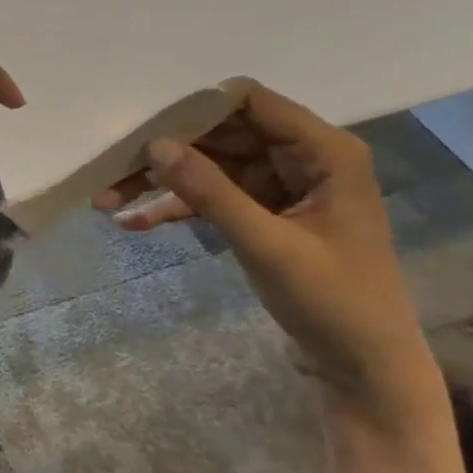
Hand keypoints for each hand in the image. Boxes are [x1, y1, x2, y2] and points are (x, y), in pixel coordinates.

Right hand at [95, 81, 438, 425]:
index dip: (196, 108)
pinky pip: (208, 194)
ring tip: (106, 195)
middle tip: (110, 164)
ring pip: (205, 163)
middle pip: (218, 131)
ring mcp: (277, 183)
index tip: (146, 127)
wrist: (367, 371)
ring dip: (159, 180)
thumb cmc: (336, 304)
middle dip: (164, 149)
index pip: (249, 101)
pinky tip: (130, 221)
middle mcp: (299, 157)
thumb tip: (155, 145)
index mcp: (323, 151)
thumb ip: (211, 192)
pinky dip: (173, 206)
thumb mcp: (268, 246)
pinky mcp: (259, 209)